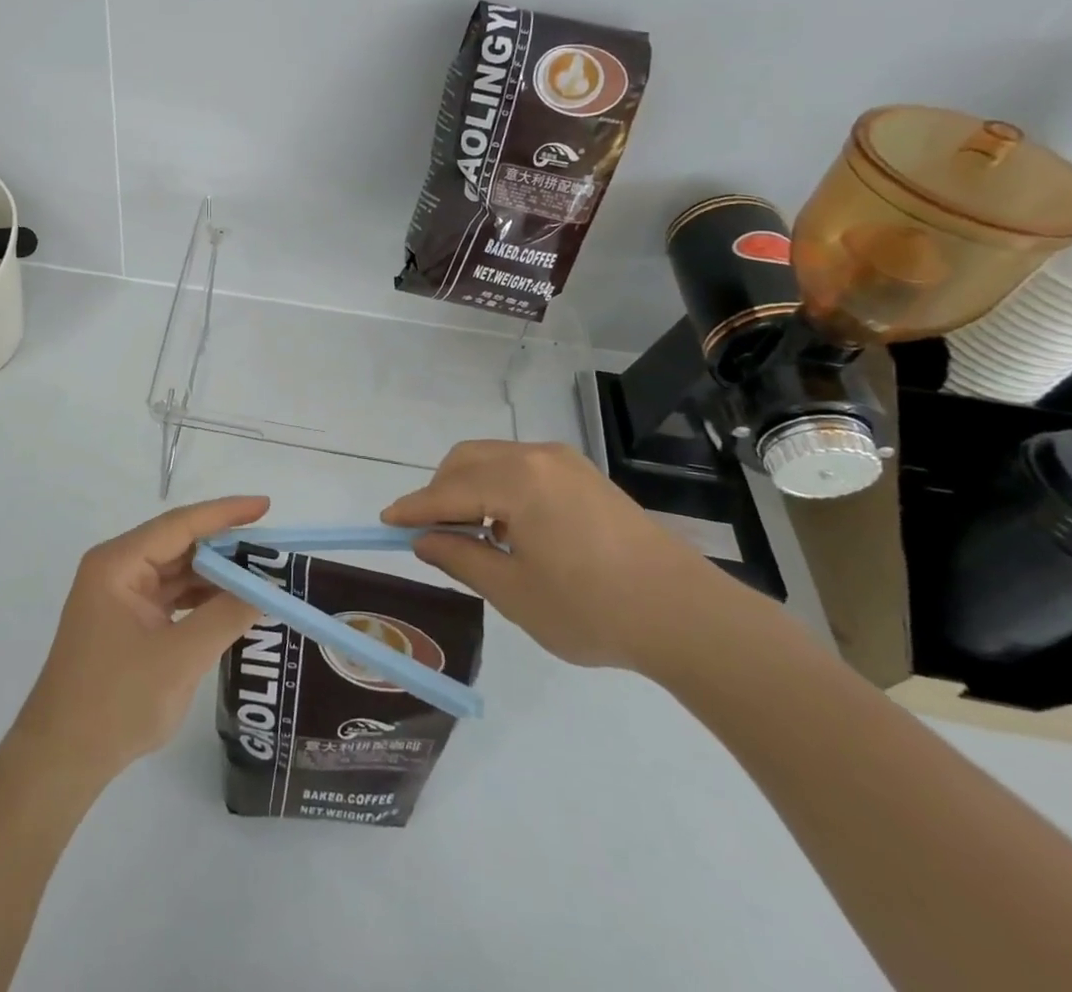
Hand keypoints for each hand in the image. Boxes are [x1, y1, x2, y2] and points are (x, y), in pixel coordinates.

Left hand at [14, 496, 268, 782]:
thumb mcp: (180, 658)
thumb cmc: (116, 702)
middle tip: (271, 549)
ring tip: (260, 576)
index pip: (180, 524)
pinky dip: (201, 599)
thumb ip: (226, 616)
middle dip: (225, 547)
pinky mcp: (126, 621)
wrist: (61, 760)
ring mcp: (120, 596)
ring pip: (177, 571)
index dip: (226, 513)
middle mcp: (117, 569)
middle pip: (179, 544)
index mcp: (119, 564)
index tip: (266, 505)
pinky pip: (171, 596)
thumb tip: (267, 589)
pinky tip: (232, 604)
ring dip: (215, 575)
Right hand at [382, 441, 724, 671]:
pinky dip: (500, 488)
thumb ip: (461, 558)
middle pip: (467, 460)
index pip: (447, 490)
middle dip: (440, 490)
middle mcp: (537, 457)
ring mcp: (565, 463)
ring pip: (494, 460)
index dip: (414, 508)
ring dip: (470, 488)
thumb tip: (425, 540)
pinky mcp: (585, 476)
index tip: (385, 520)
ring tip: (472, 535)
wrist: (686, 615)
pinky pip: (523, 468)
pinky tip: (510, 528)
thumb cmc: (591, 608)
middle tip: (431, 532)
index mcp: (517, 480)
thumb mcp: (514, 591)